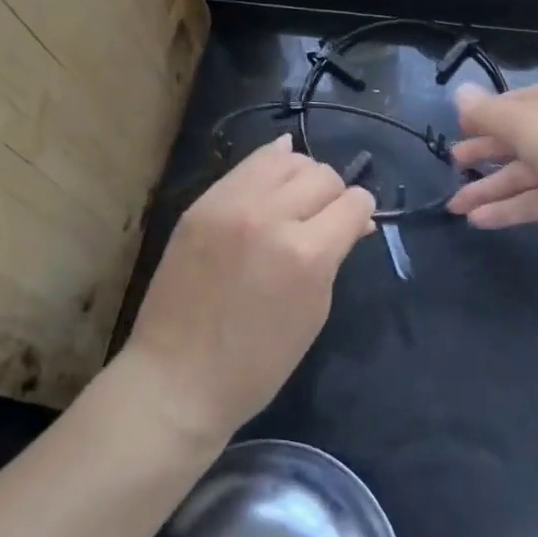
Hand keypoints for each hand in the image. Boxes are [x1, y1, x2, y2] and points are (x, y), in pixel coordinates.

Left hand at [121, 134, 375, 451]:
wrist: (176, 377)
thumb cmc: (256, 363)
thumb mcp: (314, 312)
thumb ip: (335, 256)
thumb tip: (355, 221)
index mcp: (307, 254)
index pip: (354, 202)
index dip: (361, 213)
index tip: (355, 225)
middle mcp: (272, 216)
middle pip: (324, 175)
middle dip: (334, 195)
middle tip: (324, 218)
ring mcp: (232, 204)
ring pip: (288, 159)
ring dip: (303, 176)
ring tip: (296, 200)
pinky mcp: (203, 203)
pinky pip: (249, 163)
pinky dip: (271, 163)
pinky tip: (277, 175)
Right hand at [446, 80, 537, 243]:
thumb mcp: (530, 126)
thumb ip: (490, 115)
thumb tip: (459, 92)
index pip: (506, 108)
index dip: (480, 119)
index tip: (455, 131)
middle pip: (512, 142)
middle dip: (481, 154)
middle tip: (452, 167)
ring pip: (520, 176)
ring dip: (488, 190)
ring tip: (454, 206)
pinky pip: (535, 202)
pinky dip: (509, 210)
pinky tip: (480, 221)